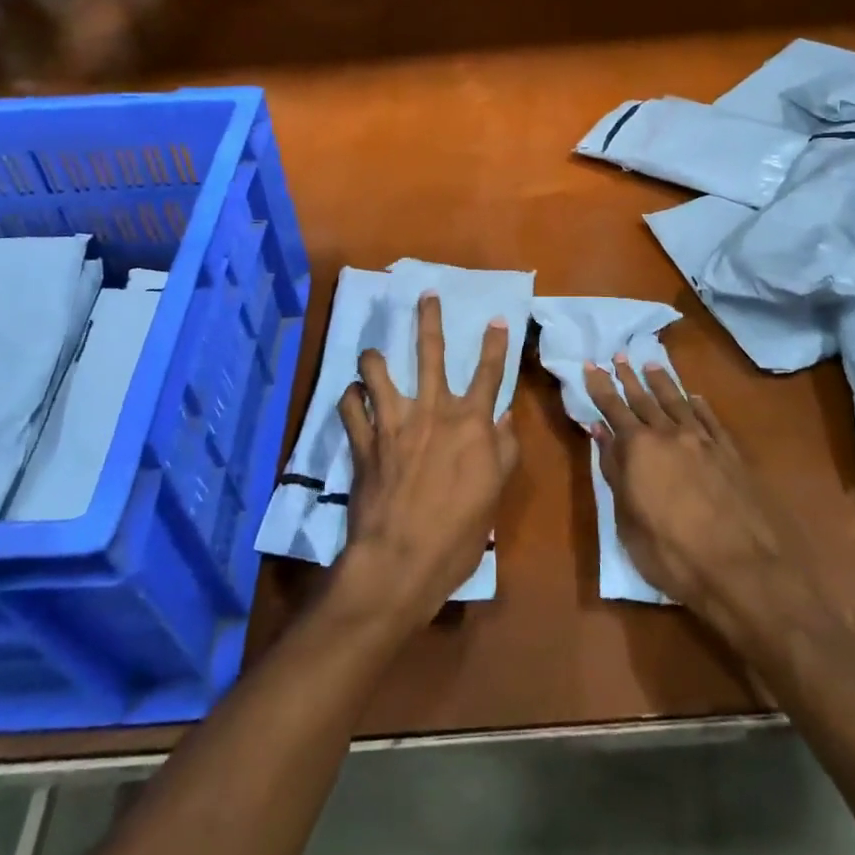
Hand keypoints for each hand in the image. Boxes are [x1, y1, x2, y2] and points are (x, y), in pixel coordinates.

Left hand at [334, 293, 518, 630]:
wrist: (400, 560)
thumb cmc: (458, 534)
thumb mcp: (493, 494)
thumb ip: (502, 450)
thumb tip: (505, 417)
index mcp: (470, 423)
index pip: (488, 374)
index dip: (496, 344)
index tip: (499, 319)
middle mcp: (431, 411)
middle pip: (430, 353)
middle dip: (429, 319)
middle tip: (426, 294)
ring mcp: (393, 422)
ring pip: (377, 371)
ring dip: (373, 358)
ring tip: (372, 353)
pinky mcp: (363, 442)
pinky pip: (350, 407)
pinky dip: (350, 399)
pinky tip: (352, 397)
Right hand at [585, 358, 828, 650]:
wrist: (743, 570)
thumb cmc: (672, 554)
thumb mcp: (628, 521)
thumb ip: (614, 471)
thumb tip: (599, 433)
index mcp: (639, 449)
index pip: (613, 409)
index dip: (600, 387)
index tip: (591, 365)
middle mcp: (670, 435)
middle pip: (645, 399)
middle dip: (629, 377)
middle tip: (619, 355)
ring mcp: (703, 442)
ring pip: (677, 402)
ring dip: (662, 383)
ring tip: (651, 365)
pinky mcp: (731, 454)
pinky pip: (710, 420)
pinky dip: (699, 405)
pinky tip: (694, 397)